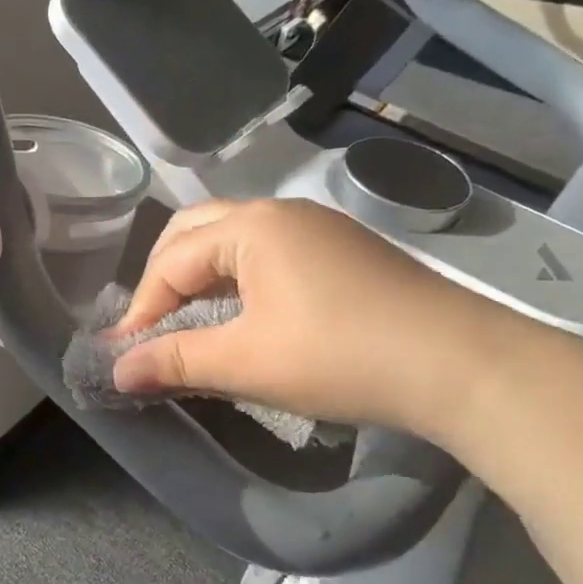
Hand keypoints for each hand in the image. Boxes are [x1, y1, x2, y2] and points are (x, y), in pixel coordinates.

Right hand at [112, 198, 521, 439]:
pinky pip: (269, 253)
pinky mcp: (344, 251)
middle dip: (164, 277)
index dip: (142, 307)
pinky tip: (246, 315)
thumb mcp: (246, 362)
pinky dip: (238, 279)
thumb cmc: (341, 356)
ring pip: (234, 240)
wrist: (466, 366)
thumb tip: (116, 370)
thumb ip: (174, 360)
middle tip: (153, 325)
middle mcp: (281, 213)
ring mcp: (318, 228)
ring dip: (202, 276)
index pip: (172, 259)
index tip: (125, 353)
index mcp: (251, 226)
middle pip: (196, 232)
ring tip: (191, 321)